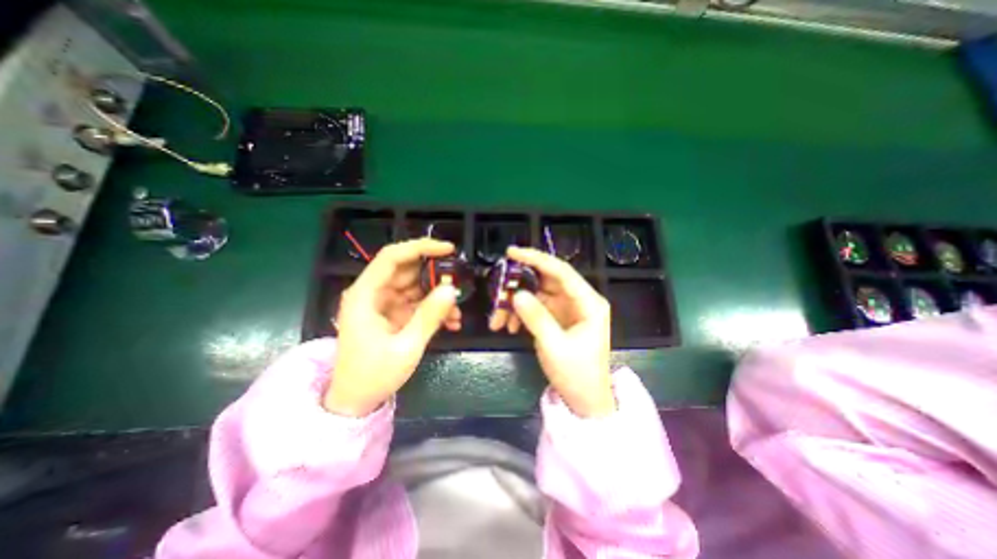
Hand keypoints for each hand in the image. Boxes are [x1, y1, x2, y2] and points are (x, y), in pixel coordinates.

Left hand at [326, 238, 460, 417]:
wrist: (356, 401)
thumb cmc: (374, 375)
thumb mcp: (407, 346)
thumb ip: (430, 316)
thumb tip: (452, 289)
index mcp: (365, 295)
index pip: (392, 257)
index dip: (421, 248)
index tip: (448, 249)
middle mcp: (373, 293)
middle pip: (407, 270)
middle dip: (436, 276)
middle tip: (460, 284)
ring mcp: (383, 303)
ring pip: (416, 286)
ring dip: (438, 295)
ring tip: (456, 312)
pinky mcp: (392, 314)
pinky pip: (417, 302)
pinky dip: (433, 308)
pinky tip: (450, 321)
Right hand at [506, 246, 616, 416]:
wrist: (585, 400)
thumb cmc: (577, 374)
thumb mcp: (554, 346)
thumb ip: (536, 317)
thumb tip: (516, 294)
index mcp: (588, 302)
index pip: (561, 271)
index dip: (536, 259)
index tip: (511, 253)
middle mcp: (579, 300)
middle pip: (546, 280)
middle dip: (520, 284)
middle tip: (498, 286)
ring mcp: (567, 309)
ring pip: (537, 294)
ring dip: (516, 303)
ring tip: (498, 318)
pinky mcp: (557, 318)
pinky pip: (535, 308)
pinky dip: (520, 314)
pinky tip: (509, 327)